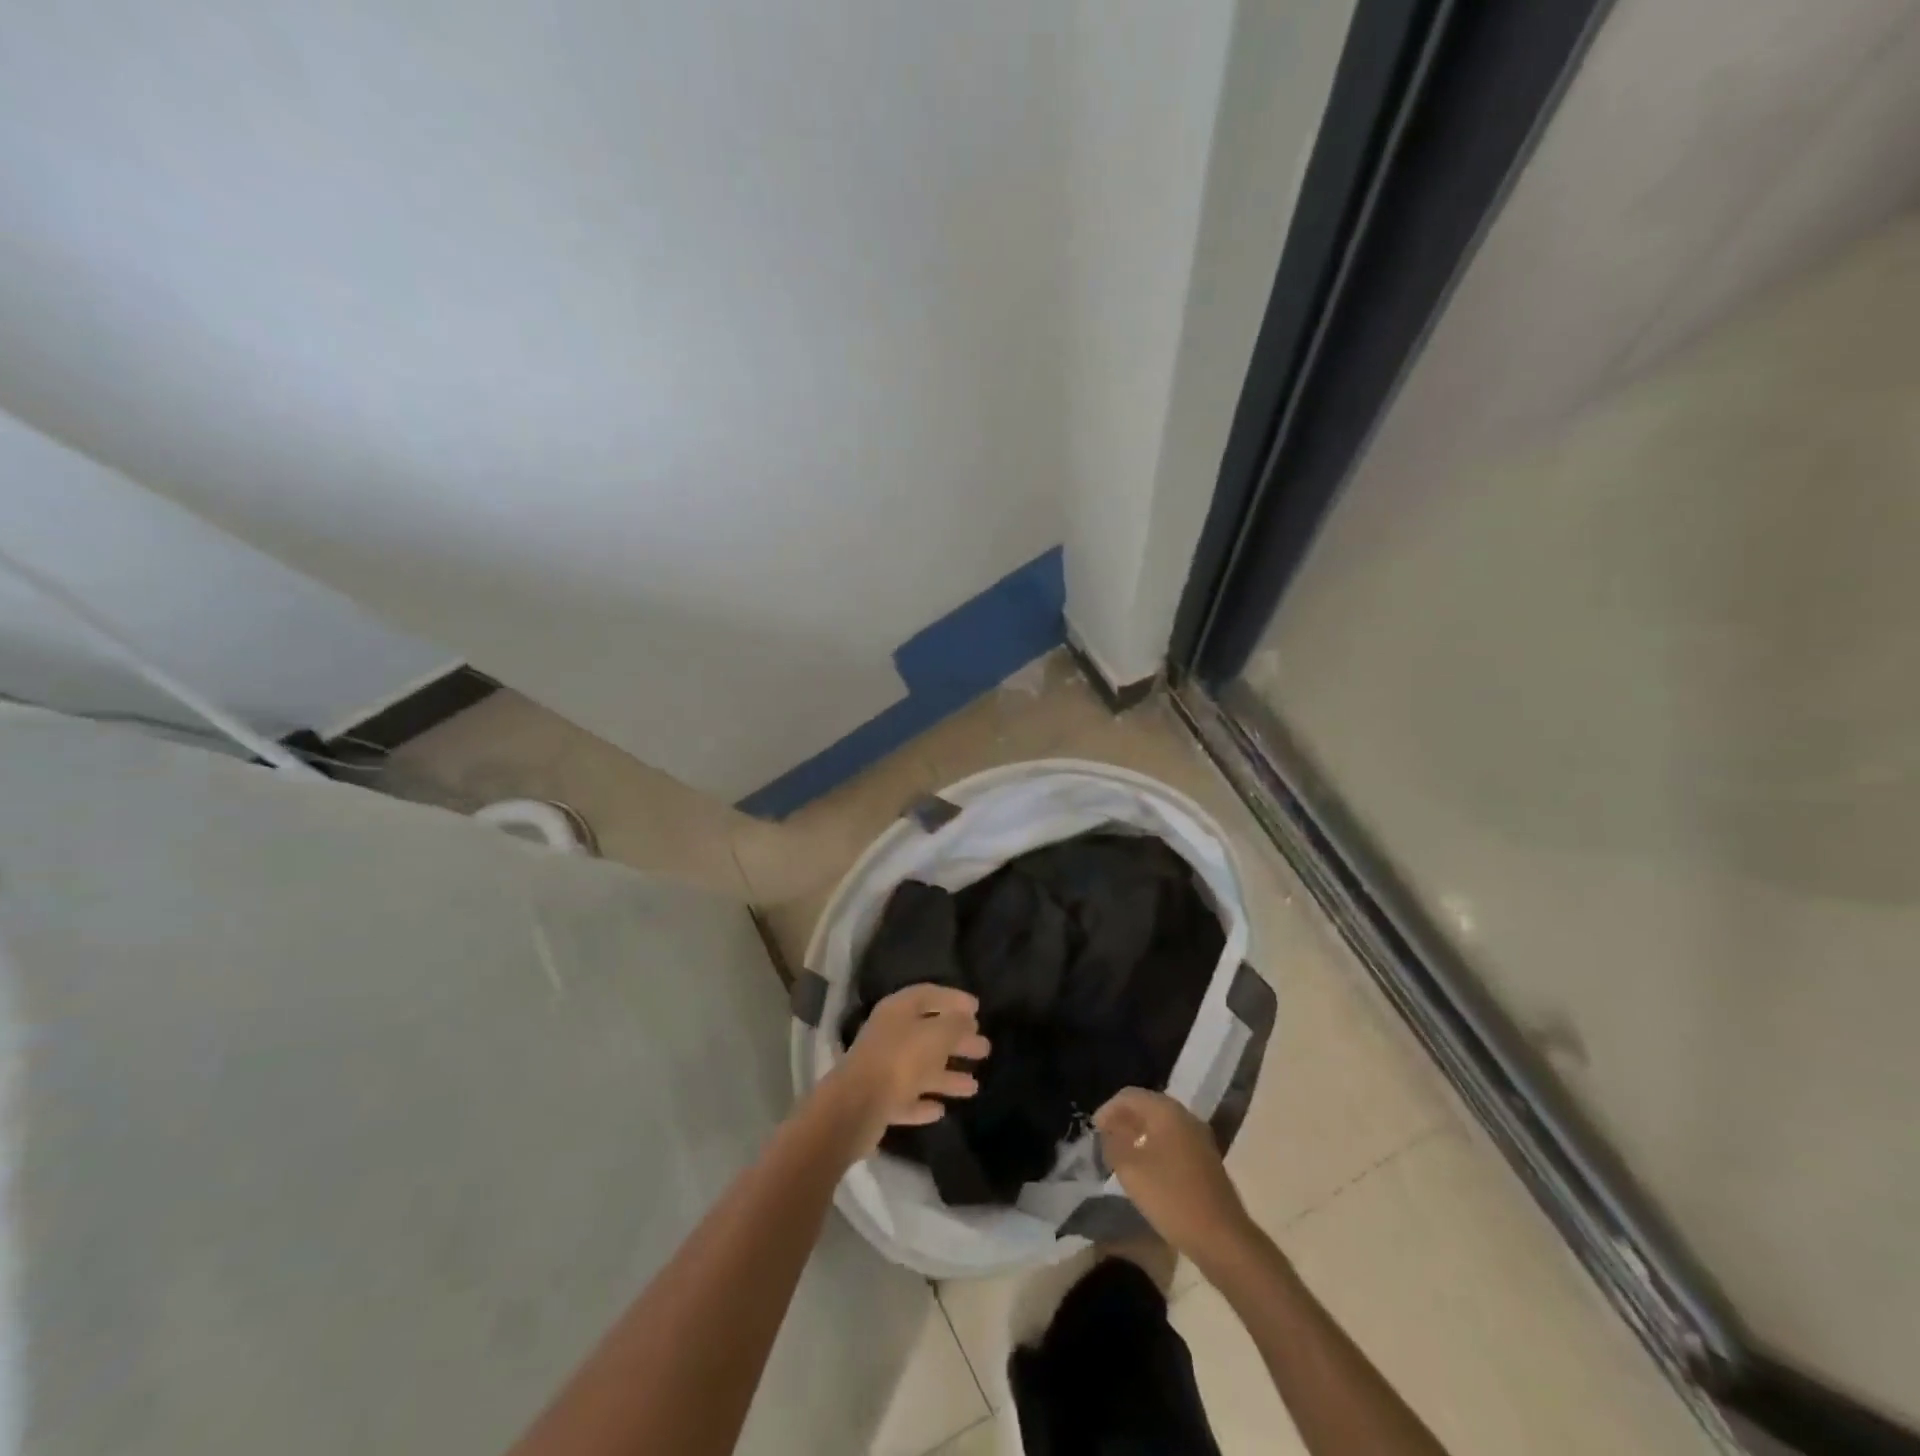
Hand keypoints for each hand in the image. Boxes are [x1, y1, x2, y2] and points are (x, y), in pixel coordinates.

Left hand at [827, 985, 990, 1152]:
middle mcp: (889, 1034)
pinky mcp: (878, 1100)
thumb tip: (967, 1019)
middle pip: (928, 1033)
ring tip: (974, 1086)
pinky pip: (907, 1097)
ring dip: (946, 1075)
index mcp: (898, 1010)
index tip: (977, 1008)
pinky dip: (924, 1101)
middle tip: (984, 1048)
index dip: (953, 998)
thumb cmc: (900, 1060)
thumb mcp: (936, 1035)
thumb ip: (955, 1025)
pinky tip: (941, 1110)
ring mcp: (882, 1068)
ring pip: (920, 1067)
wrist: (855, 1107)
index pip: (929, 994)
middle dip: (957, 1040)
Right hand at [1095, 1088, 1254, 1263]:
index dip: (1108, 1109)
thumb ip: (1113, 1144)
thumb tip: (1109, 1131)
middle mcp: (1185, 1117)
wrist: (1222, 1238)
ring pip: (1161, 1124)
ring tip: (1121, 1153)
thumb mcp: (1131, 1170)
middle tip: (1105, 1139)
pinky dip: (1154, 1146)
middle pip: (1147, 1107)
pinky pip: (1173, 1141)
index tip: (1093, 1130)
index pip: (1130, 1096)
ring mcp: (1199, 1138)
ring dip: (1139, 1133)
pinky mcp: (1206, 1159)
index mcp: (1167, 1111)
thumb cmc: (1172, 1198)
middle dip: (1123, 1119)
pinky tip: (1146, 1168)